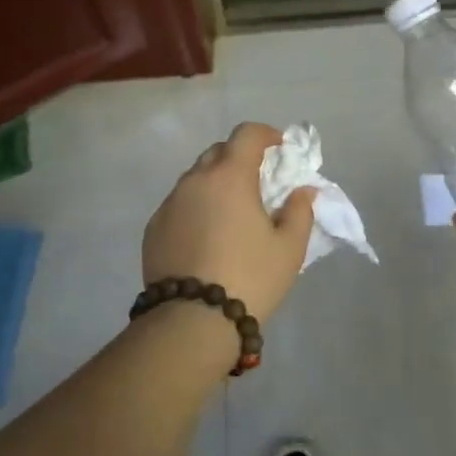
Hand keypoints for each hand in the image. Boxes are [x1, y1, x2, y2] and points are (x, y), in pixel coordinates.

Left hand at [143, 122, 315, 325]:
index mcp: (229, 176)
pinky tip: (206, 237)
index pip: (246, 134)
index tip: (279, 148)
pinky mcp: (153, 229)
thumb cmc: (250, 277)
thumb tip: (302, 191)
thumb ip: (300, 211)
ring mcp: (169, 204)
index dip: (266, 134)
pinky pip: (179, 205)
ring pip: (195, 179)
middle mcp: (194, 181)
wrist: (192, 321)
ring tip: (231, 214)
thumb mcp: (289, 248)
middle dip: (240, 158)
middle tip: (258, 183)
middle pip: (218, 152)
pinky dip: (196, 208)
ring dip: (215, 184)